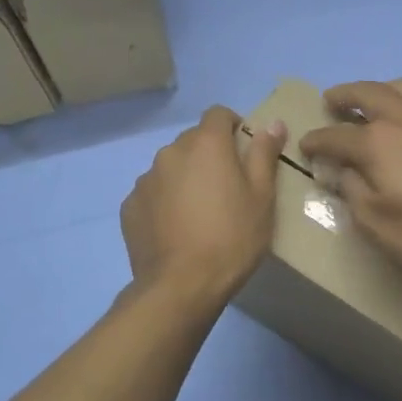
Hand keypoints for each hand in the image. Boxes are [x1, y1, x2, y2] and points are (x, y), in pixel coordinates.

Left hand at [122, 106, 286, 302]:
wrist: (181, 286)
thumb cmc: (232, 238)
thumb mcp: (262, 197)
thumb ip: (264, 154)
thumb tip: (272, 123)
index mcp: (205, 144)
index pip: (218, 114)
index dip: (233, 126)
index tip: (244, 151)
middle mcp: (170, 152)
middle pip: (193, 141)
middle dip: (210, 154)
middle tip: (227, 188)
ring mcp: (145, 179)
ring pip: (171, 167)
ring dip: (185, 177)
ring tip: (199, 212)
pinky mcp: (130, 206)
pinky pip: (153, 193)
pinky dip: (165, 201)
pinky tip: (177, 229)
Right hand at [299, 78, 401, 283]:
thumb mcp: (377, 224)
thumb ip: (352, 192)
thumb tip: (338, 170)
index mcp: (376, 143)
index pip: (335, 136)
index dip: (316, 141)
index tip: (305, 146)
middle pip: (367, 93)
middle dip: (344, 95)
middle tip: (330, 101)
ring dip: (380, 88)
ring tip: (371, 101)